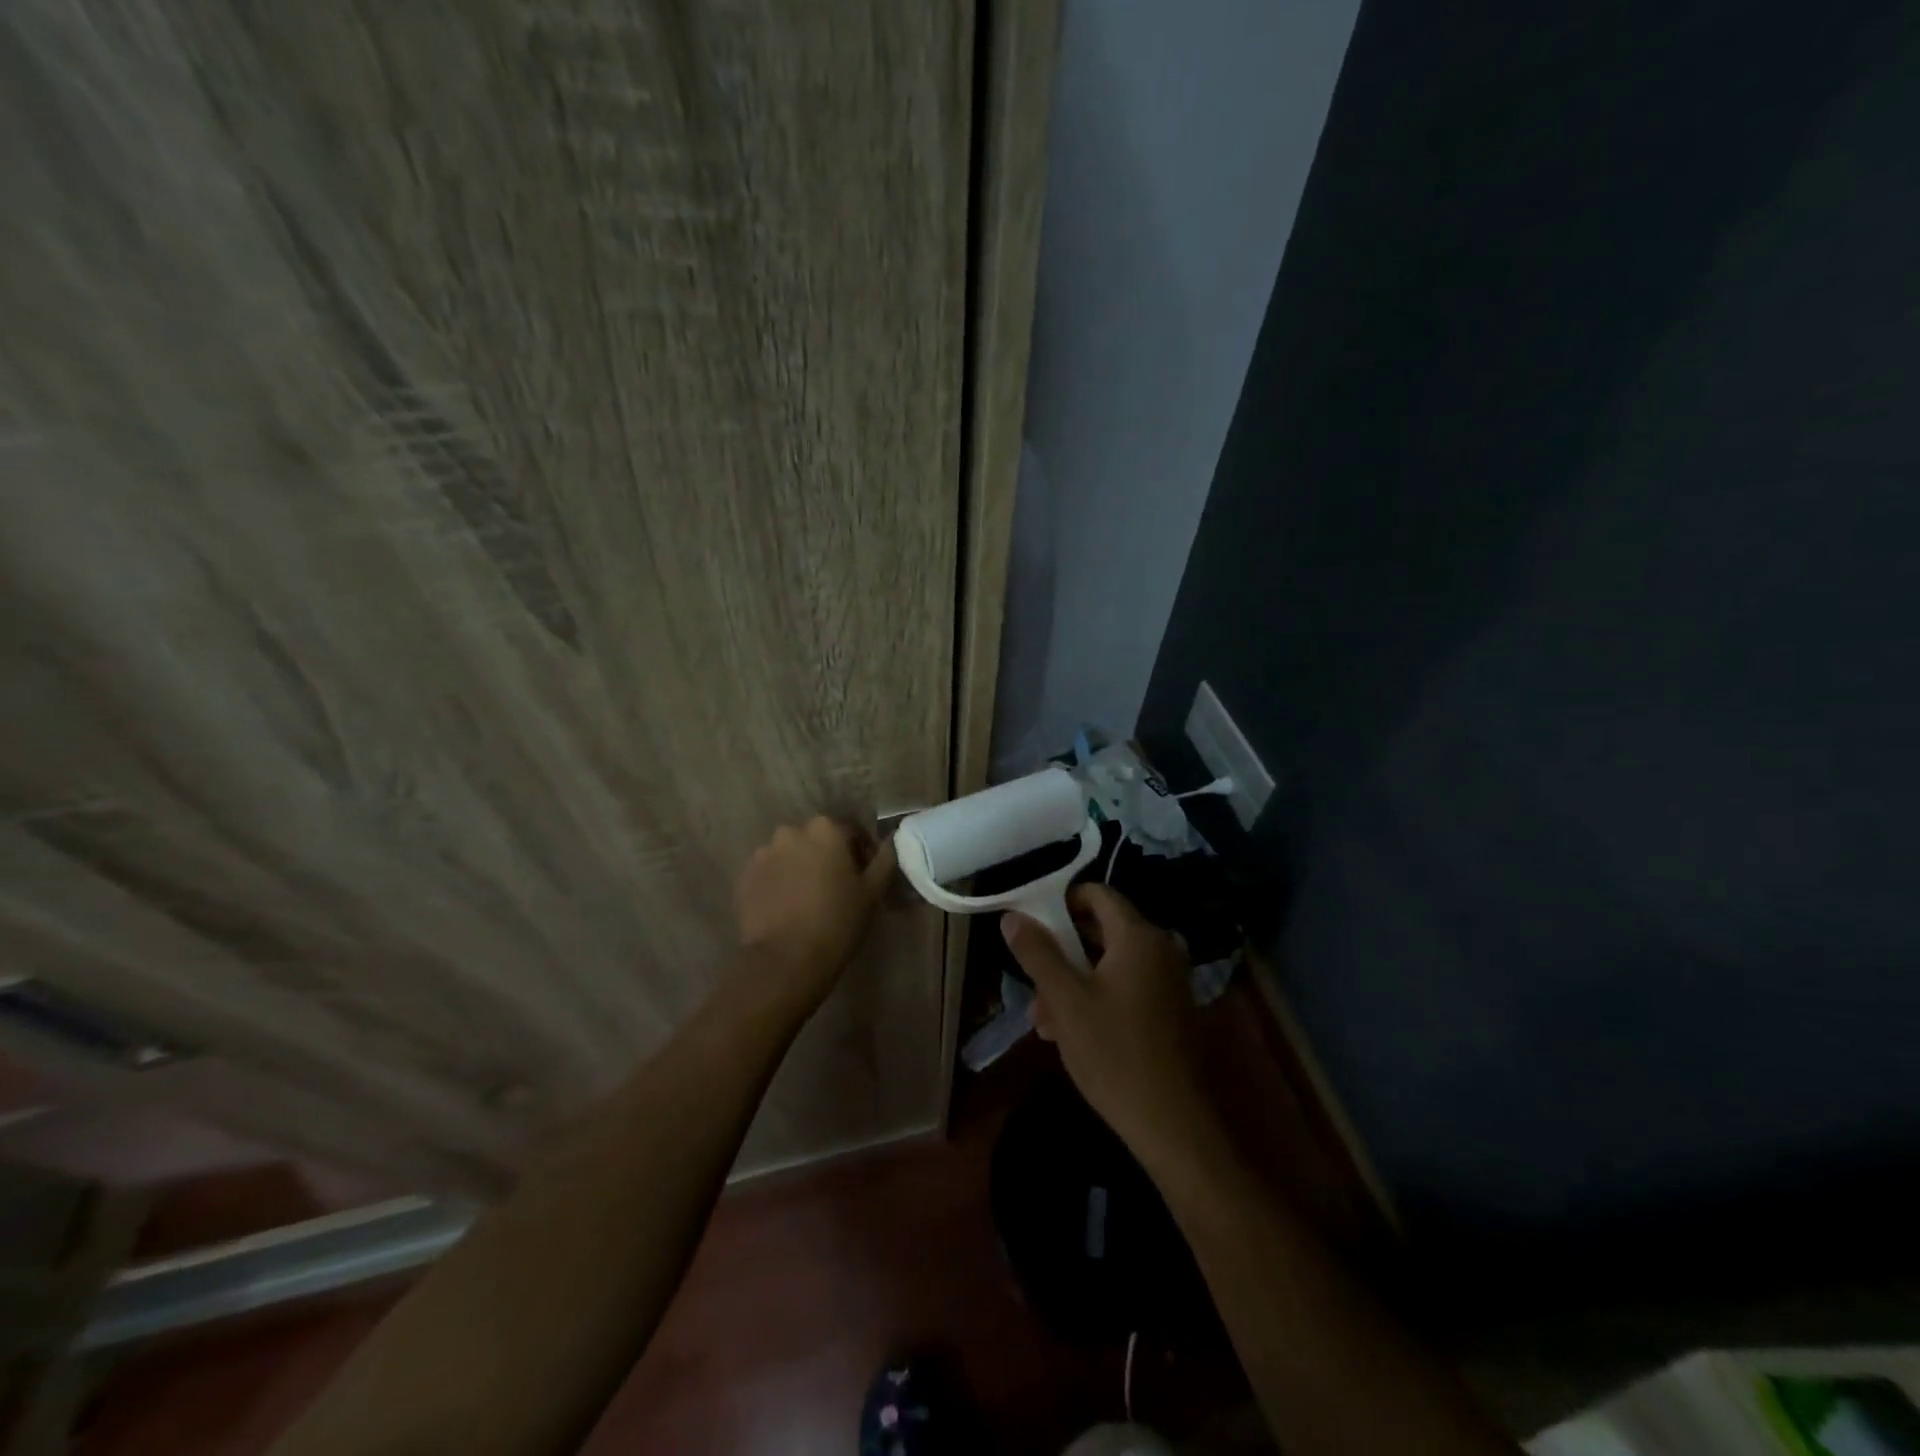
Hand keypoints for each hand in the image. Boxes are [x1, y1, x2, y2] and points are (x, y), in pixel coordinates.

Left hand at [734, 817, 892, 1012]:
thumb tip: (892, 840)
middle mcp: (792, 831)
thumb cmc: (837, 922)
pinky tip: (787, 907)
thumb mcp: (872, 891)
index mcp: (826, 829)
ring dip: (801, 867)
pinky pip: (770, 871)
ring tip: (808, 899)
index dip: (861, 853)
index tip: (864, 877)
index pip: (851, 831)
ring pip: (791, 854)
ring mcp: (764, 852)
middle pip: (817, 839)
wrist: (785, 960)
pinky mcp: (745, 875)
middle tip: (837, 888)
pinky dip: (780, 881)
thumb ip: (885, 859)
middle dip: (828, 857)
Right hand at [1001, 884, 1221, 1179]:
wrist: (1173, 1124)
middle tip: (1031, 977)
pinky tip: (1068, 1031)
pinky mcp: (1170, 1008)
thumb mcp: (1065, 1000)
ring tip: (1042, 1018)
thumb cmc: (1114, 1053)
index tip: (1032, 924)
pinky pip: (1127, 985)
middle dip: (1062, 950)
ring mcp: (1169, 979)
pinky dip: (1097, 996)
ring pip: (1110, 963)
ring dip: (1073, 981)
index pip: (1097, 894)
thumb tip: (1013, 917)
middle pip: (1102, 929)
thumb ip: (1037, 953)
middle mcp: (1160, 948)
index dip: (1061, 901)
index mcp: (1139, 936)